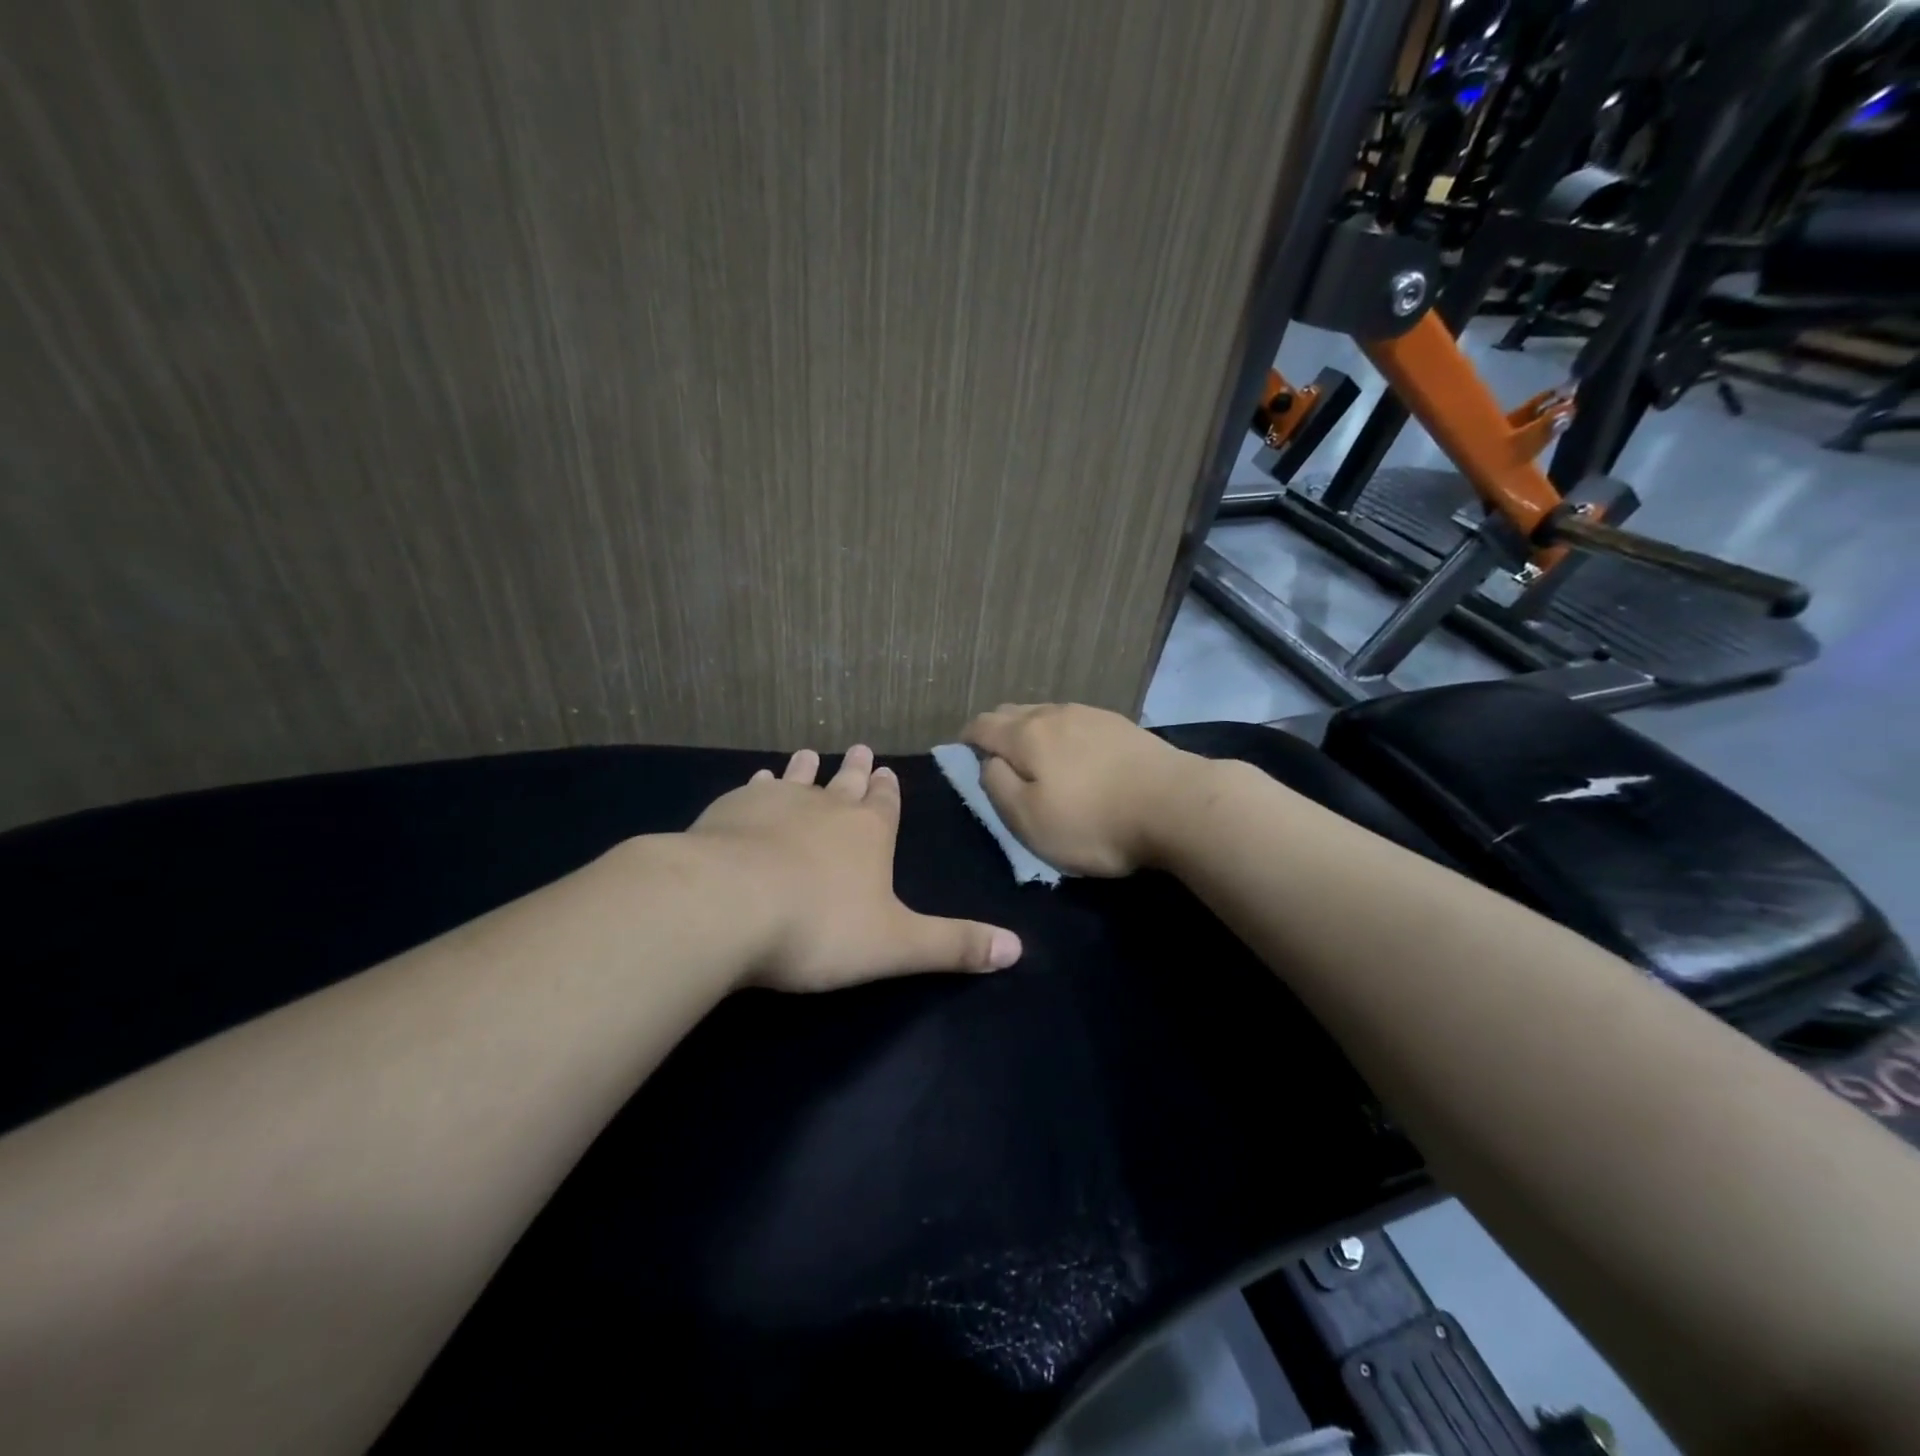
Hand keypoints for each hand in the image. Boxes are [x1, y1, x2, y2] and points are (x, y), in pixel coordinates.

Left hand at [687, 744, 1022, 990]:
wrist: (728, 905)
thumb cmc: (820, 926)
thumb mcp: (897, 945)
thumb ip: (954, 945)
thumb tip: (1018, 949)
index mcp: (869, 834)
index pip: (885, 805)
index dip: (888, 792)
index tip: (886, 771)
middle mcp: (827, 808)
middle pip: (845, 785)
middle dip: (855, 771)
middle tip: (859, 749)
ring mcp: (776, 804)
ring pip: (798, 780)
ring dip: (806, 770)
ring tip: (807, 754)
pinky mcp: (731, 811)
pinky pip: (753, 791)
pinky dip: (760, 785)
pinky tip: (758, 781)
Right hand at [960, 703, 1210, 875]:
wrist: (1178, 804)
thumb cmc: (1095, 821)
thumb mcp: (1030, 819)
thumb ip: (997, 786)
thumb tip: (987, 762)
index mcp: (1026, 735)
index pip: (982, 725)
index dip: (967, 739)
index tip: (963, 755)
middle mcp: (1054, 713)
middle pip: (1012, 712)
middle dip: (997, 730)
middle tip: (995, 758)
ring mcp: (1091, 714)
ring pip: (1045, 713)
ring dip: (1030, 729)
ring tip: (1033, 755)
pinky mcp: (1120, 724)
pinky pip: (1075, 720)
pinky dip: (1061, 732)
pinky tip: (1074, 752)